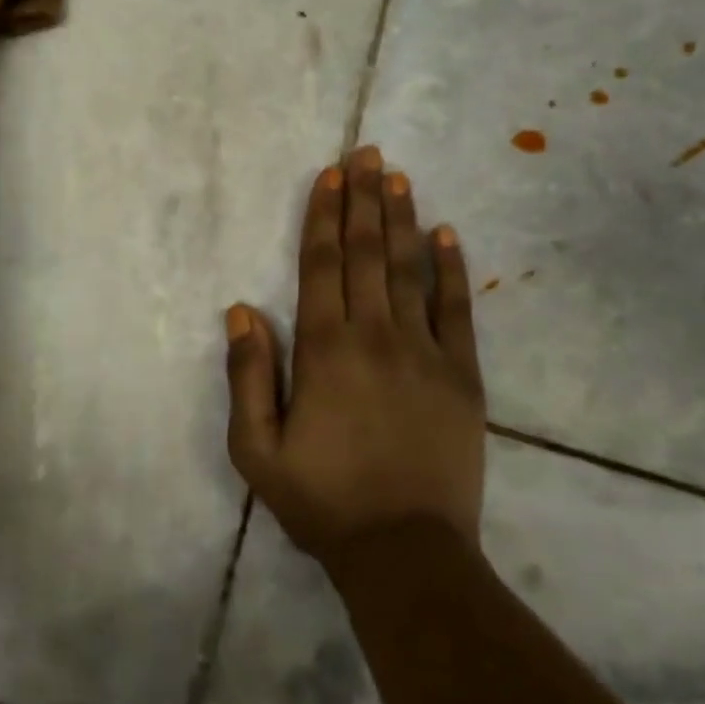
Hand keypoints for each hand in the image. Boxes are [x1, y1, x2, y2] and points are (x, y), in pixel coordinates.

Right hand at [224, 146, 486, 562]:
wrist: (405, 550)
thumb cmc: (321, 501)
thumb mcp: (256, 449)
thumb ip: (247, 375)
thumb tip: (241, 310)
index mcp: (324, 350)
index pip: (322, 266)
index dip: (324, 216)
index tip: (331, 175)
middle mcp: (375, 336)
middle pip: (367, 254)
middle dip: (364, 200)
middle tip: (368, 153)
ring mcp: (425, 352)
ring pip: (409, 270)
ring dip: (401, 219)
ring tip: (398, 176)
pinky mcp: (462, 375)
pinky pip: (456, 310)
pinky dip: (450, 269)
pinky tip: (446, 234)